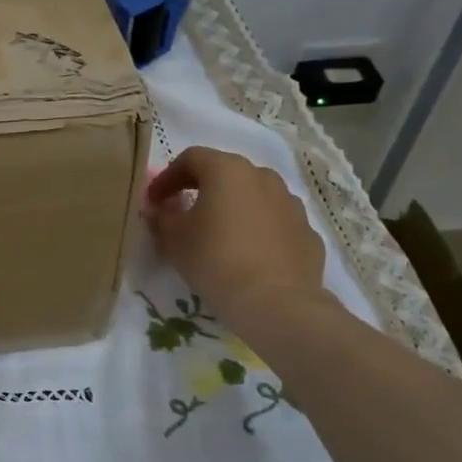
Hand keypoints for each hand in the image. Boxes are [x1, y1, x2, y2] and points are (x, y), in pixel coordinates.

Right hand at [143, 147, 330, 330]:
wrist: (275, 302)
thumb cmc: (215, 259)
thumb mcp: (173, 238)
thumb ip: (160, 216)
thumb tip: (157, 209)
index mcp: (227, 170)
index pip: (190, 158)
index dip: (167, 177)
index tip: (154, 201)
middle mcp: (262, 176)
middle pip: (225, 173)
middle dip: (201, 188)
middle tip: (183, 212)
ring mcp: (290, 203)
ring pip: (253, 195)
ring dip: (233, 207)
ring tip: (218, 233)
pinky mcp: (307, 231)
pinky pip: (274, 221)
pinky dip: (257, 229)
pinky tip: (247, 253)